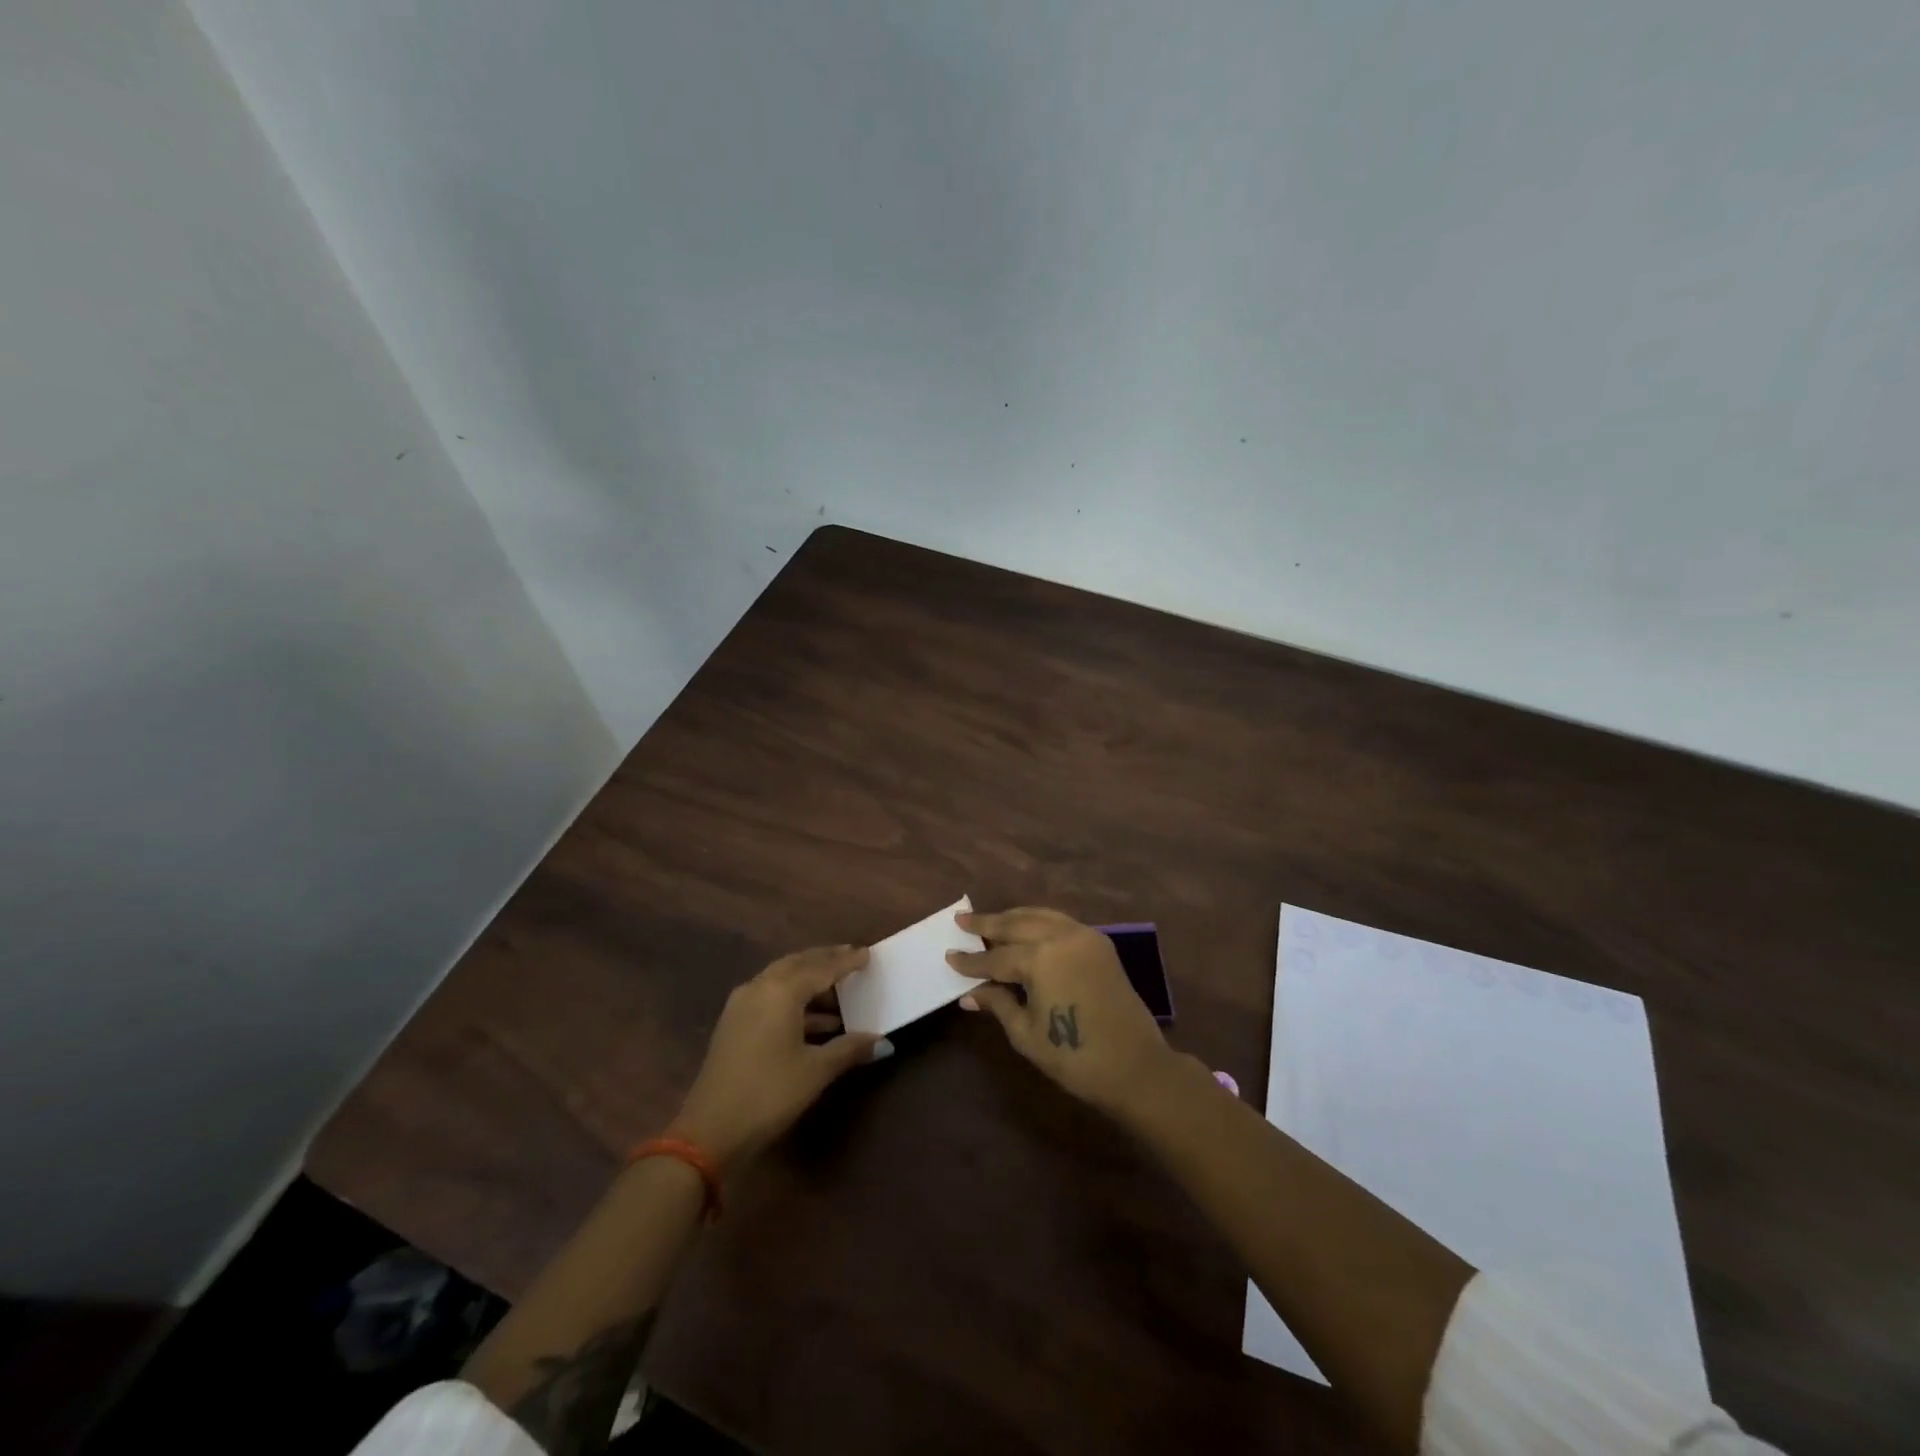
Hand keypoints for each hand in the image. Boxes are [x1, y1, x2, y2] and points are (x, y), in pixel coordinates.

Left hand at [671, 944, 889, 1171]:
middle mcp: (760, 987)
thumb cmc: (769, 1094)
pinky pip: (770, 995)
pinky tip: (816, 1019)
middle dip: (826, 960)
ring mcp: (742, 1004)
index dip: (847, 961)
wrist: (709, 1131)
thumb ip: (850, 1049)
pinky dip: (794, 998)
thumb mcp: (815, 1071)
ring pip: (782, 978)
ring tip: (839, 989)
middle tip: (852, 957)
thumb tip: (884, 1042)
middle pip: (799, 963)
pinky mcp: (734, 1023)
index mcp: (782, 991)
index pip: (822, 967)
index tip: (868, 954)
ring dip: (809, 980)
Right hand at [947, 907, 1174, 1115]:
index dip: (971, 961)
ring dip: (1013, 917)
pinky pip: (1061, 921)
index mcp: (1040, 958)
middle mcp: (1061, 936)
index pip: (995, 957)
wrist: (1136, 1067)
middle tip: (962, 920)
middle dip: (987, 923)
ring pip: (1040, 916)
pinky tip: (1026, 927)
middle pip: (1016, 924)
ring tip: (990, 920)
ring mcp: (1084, 935)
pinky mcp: (1100, 942)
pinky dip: (1039, 920)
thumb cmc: (1075, 1057)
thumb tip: (968, 994)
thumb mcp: (1026, 1034)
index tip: (949, 955)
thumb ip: (998, 1004)